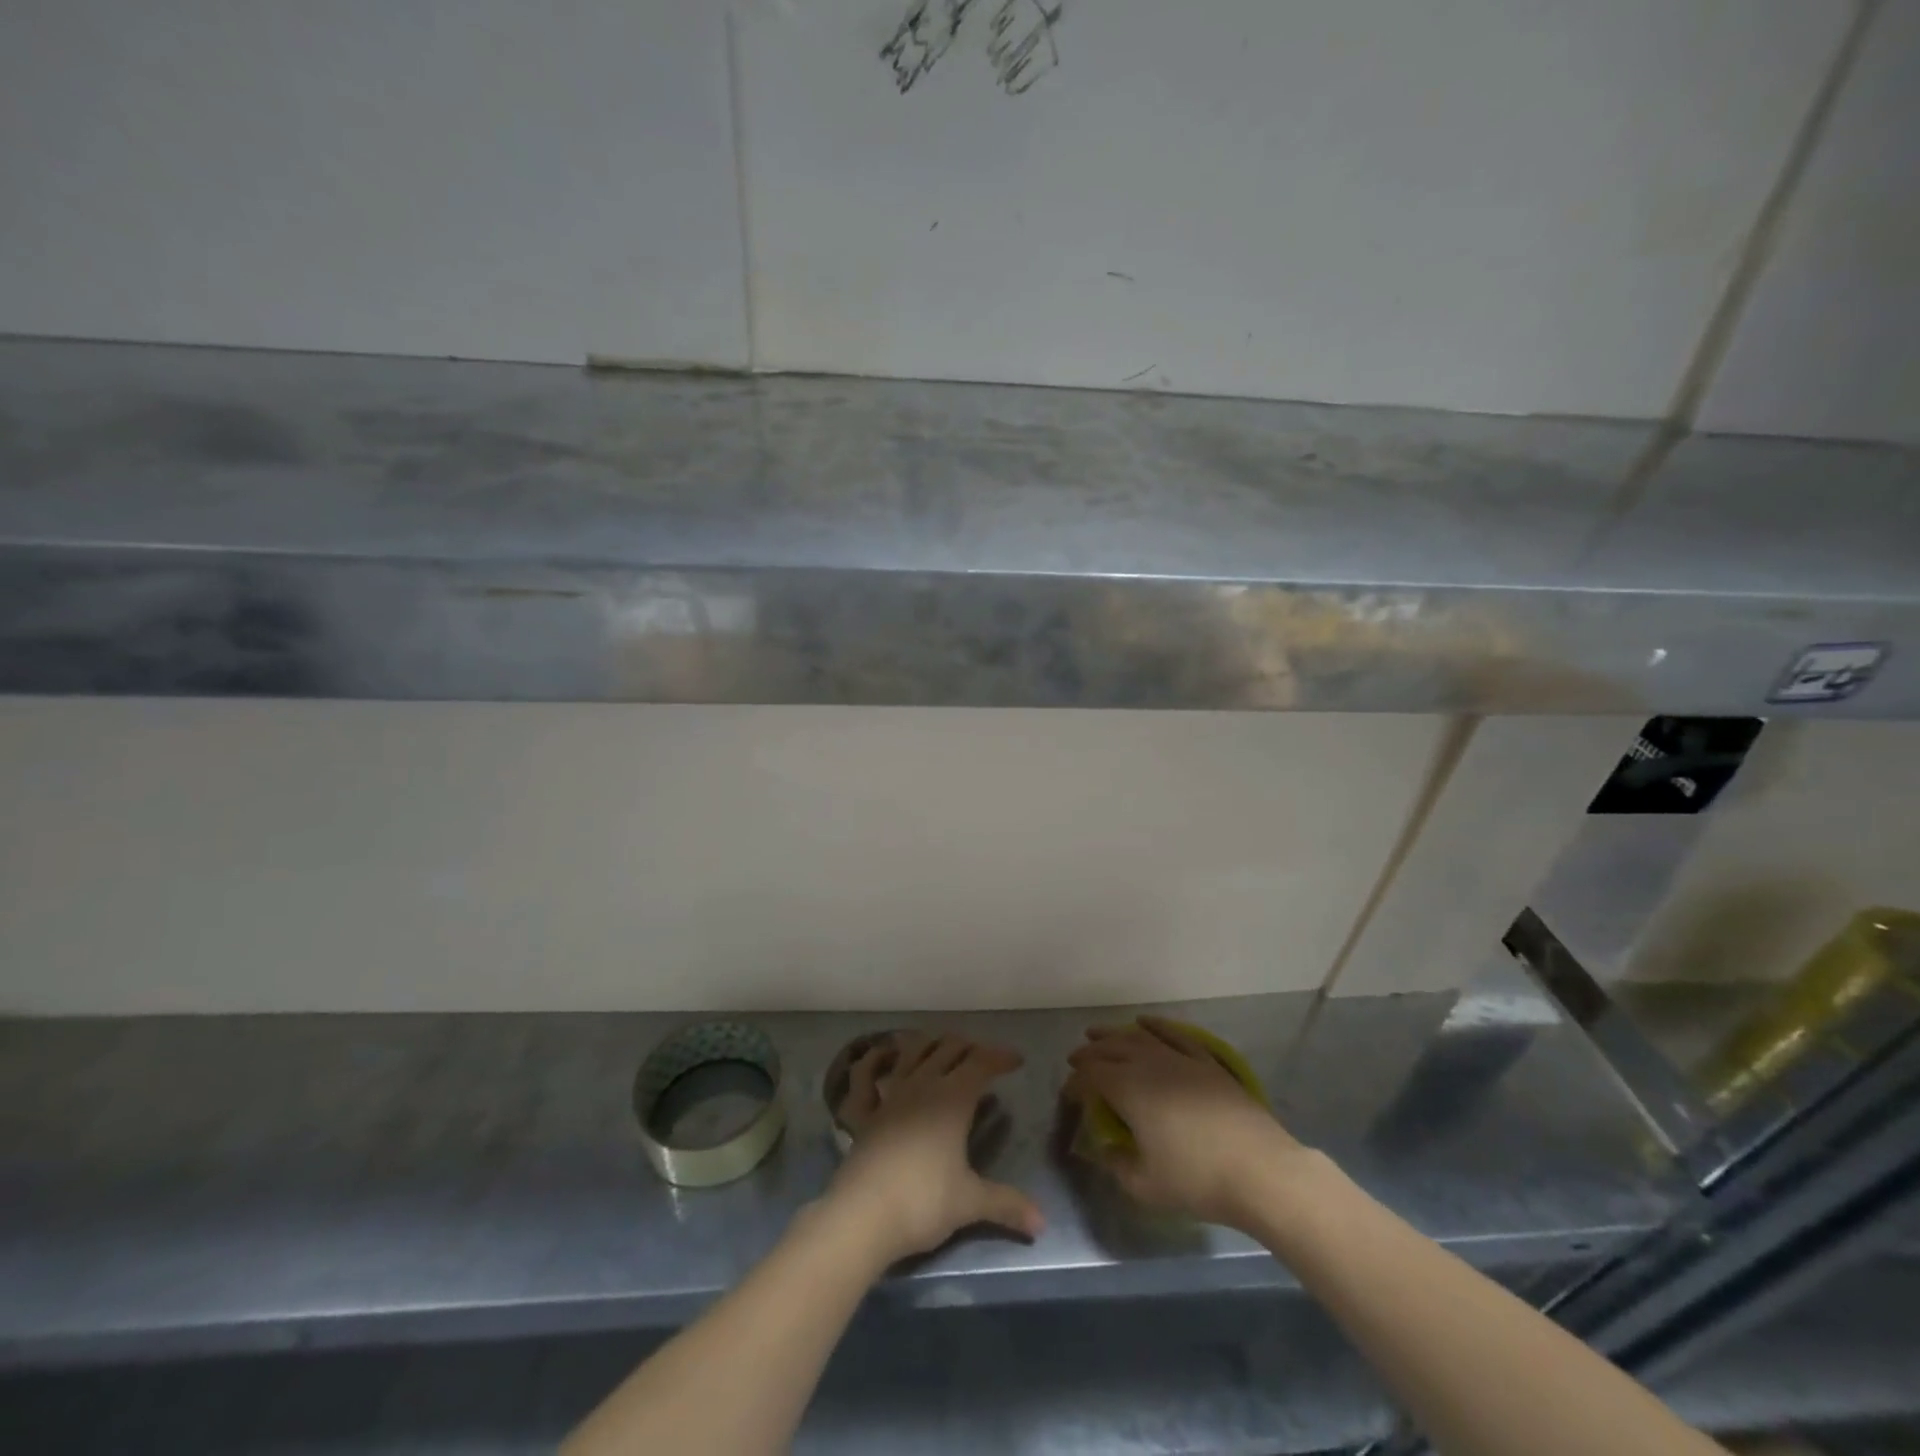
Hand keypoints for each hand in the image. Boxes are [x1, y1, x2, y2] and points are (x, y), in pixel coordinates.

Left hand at [824, 1032, 1042, 1265]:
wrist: (863, 1215)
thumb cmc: (923, 1202)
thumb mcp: (970, 1203)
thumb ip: (1006, 1204)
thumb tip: (1043, 1222)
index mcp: (952, 1099)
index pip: (981, 1064)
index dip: (1000, 1057)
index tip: (1016, 1060)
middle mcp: (922, 1085)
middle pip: (948, 1050)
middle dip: (968, 1046)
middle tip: (982, 1056)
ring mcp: (889, 1095)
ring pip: (911, 1052)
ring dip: (928, 1043)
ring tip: (940, 1046)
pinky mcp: (863, 1112)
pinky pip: (864, 1076)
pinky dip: (873, 1061)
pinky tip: (879, 1054)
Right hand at [1066, 1016, 1304, 1230]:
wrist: (1260, 1170)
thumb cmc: (1198, 1180)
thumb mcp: (1145, 1187)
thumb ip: (1117, 1165)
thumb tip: (1104, 1149)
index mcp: (1128, 1090)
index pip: (1090, 1077)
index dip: (1074, 1083)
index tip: (1067, 1095)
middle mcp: (1149, 1064)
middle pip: (1111, 1049)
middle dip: (1089, 1053)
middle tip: (1077, 1060)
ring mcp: (1180, 1059)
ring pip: (1138, 1037)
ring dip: (1114, 1034)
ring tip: (1099, 1034)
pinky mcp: (1207, 1062)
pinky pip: (1174, 1034)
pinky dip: (1156, 1026)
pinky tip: (1145, 1023)